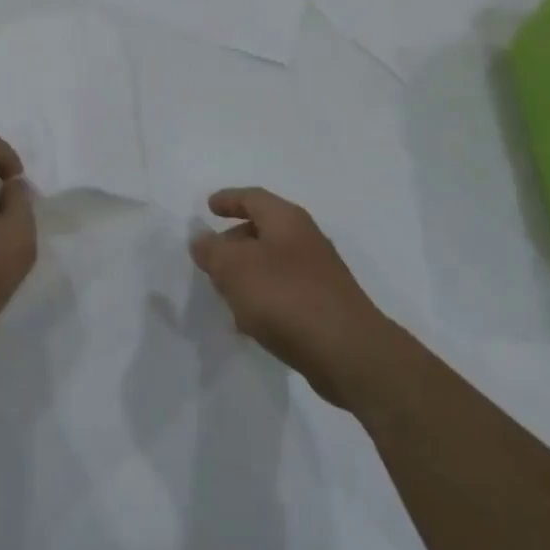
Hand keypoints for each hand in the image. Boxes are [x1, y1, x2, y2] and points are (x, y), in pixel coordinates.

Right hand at [190, 187, 398, 410]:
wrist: (348, 352)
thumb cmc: (285, 297)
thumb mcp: (235, 269)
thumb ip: (212, 250)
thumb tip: (201, 237)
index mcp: (286, 219)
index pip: (252, 197)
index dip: (228, 199)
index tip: (208, 207)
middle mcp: (305, 239)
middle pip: (263, 229)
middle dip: (235, 240)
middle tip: (212, 257)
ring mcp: (318, 273)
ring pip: (273, 262)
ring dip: (248, 273)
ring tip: (225, 293)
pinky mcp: (324, 305)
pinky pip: (285, 291)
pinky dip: (264, 297)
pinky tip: (251, 323)